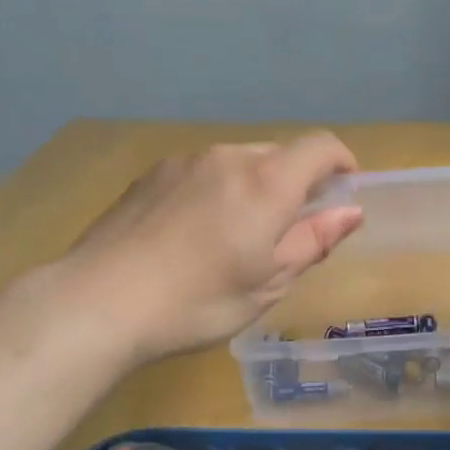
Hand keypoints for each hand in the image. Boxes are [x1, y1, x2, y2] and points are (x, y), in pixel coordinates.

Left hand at [59, 133, 363, 363]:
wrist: (98, 302)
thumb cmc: (197, 302)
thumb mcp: (268, 283)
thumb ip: (314, 241)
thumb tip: (351, 211)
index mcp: (266, 183)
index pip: (321, 147)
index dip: (342, 163)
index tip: (344, 192)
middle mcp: (228, 158)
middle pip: (279, 154)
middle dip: (296, 182)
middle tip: (288, 230)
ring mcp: (184, 162)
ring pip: (238, 162)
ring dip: (254, 187)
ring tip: (236, 236)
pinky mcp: (150, 175)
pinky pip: (202, 172)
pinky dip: (217, 191)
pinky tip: (194, 234)